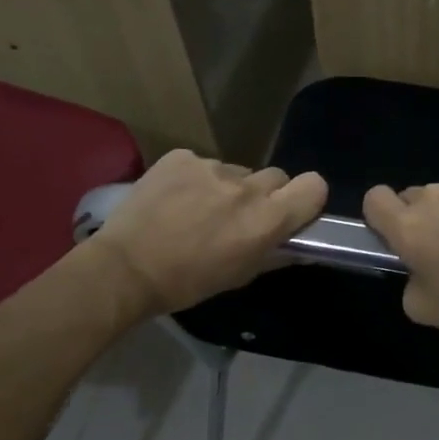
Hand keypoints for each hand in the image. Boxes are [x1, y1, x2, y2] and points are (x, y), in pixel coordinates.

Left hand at [93, 151, 326, 314]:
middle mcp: (246, 187)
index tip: (291, 210)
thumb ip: (276, 254)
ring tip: (197, 210)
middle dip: (265, 194)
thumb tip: (303, 246)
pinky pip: (202, 164)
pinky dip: (195, 179)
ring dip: (227, 188)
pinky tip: (175, 200)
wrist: (124, 269)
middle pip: (276, 177)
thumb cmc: (187, 282)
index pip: (314, 186)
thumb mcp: (240, 276)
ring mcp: (212, 167)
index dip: (307, 197)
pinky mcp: (181, 157)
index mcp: (267, 219)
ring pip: (236, 172)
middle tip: (240, 216)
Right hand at [362, 179, 438, 335]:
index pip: (373, 198)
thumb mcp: (425, 310)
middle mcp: (432, 198)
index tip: (394, 238)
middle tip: (438, 251)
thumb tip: (416, 270)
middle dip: (416, 220)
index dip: (378, 216)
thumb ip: (407, 283)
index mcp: (408, 227)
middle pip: (409, 198)